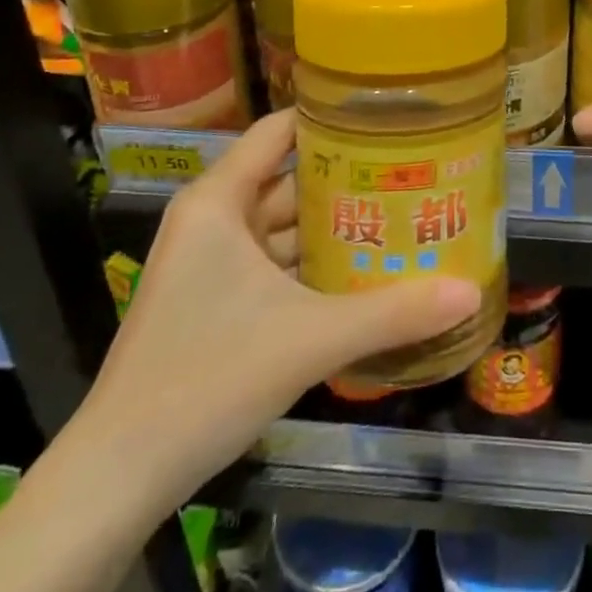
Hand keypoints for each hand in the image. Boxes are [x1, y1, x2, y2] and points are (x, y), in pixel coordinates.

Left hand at [75, 111, 480, 515]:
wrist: (119, 476)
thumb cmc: (208, 377)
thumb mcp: (310, 339)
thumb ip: (393, 312)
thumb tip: (471, 291)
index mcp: (219, 201)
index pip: (279, 131)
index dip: (330, 118)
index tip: (386, 115)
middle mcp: (213, 219)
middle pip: (288, 178)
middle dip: (347, 177)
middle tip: (411, 170)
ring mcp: (211, 262)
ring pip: (283, 225)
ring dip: (333, 225)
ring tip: (400, 214)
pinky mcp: (215, 300)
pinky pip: (274, 262)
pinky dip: (313, 263)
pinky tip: (362, 270)